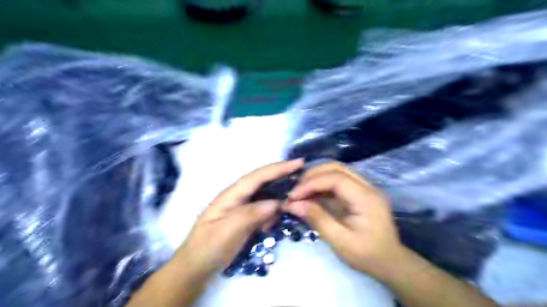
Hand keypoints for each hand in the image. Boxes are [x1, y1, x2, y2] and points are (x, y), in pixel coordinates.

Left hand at [173, 160, 305, 278]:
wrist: (195, 267)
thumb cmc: (207, 248)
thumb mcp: (227, 232)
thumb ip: (250, 215)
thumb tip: (276, 202)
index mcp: (231, 194)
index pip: (258, 176)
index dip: (278, 168)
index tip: (299, 163)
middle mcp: (237, 196)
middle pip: (263, 181)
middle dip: (282, 176)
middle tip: (303, 177)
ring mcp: (241, 206)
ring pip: (265, 195)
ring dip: (279, 197)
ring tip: (292, 203)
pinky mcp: (244, 217)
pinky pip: (263, 209)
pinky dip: (271, 213)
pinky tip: (271, 223)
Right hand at [282, 162, 405, 278]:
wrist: (390, 263)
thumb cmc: (367, 255)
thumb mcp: (340, 241)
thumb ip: (317, 219)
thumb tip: (293, 204)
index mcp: (366, 198)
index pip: (336, 178)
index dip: (312, 183)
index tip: (293, 195)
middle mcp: (367, 186)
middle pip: (336, 168)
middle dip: (312, 176)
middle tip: (295, 190)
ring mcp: (364, 188)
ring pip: (336, 171)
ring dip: (316, 178)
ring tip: (300, 192)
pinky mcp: (359, 192)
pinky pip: (338, 181)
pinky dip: (322, 185)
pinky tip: (310, 195)